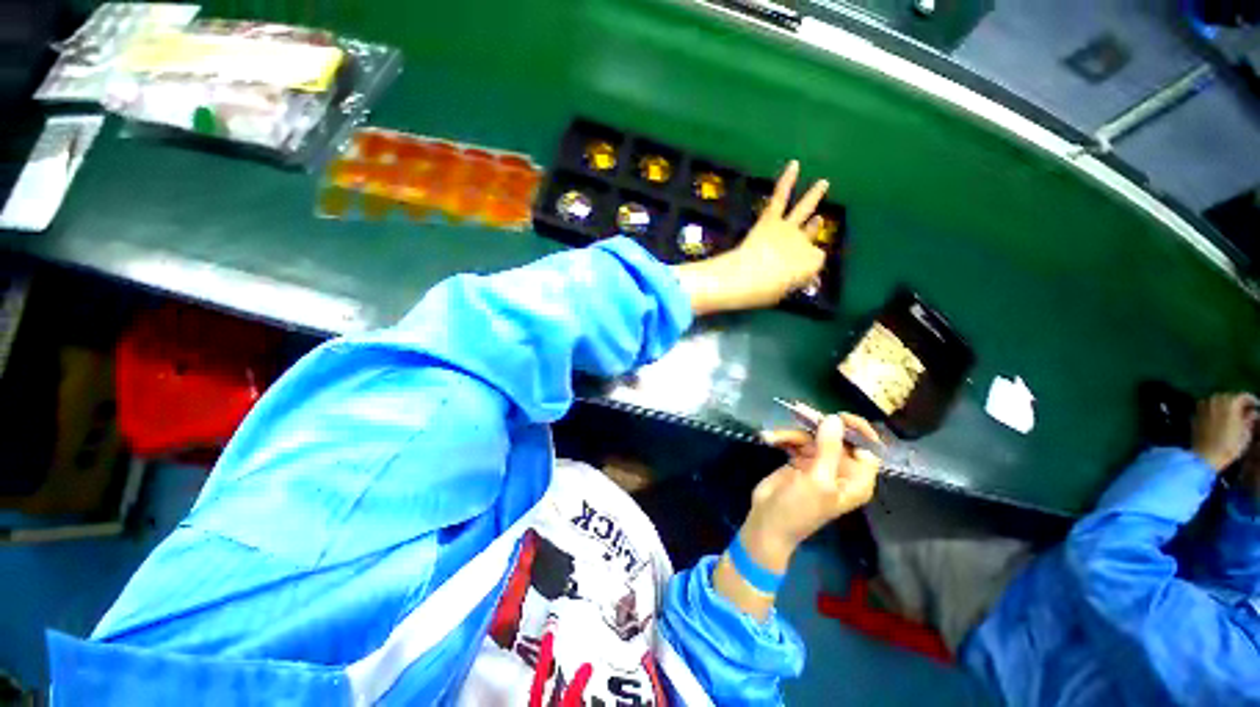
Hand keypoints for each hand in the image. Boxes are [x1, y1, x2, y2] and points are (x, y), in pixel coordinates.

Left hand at [673, 160, 828, 315]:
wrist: (745, 277)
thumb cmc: (761, 291)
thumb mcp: (779, 293)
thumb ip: (787, 282)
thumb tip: (787, 278)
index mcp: (811, 264)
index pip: (815, 263)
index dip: (804, 268)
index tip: (794, 275)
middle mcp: (804, 243)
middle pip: (812, 237)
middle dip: (814, 232)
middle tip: (817, 224)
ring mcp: (788, 229)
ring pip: (804, 209)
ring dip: (814, 196)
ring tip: (823, 183)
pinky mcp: (770, 220)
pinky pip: (780, 197)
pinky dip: (786, 181)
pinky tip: (794, 165)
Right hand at [744, 414, 881, 565]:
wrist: (767, 522)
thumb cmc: (799, 508)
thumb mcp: (817, 480)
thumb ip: (828, 448)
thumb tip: (834, 418)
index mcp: (856, 480)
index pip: (868, 449)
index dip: (858, 431)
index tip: (839, 416)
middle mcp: (841, 469)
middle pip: (837, 438)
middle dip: (817, 426)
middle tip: (800, 412)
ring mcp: (819, 463)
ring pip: (812, 436)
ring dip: (792, 433)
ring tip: (773, 437)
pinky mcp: (799, 460)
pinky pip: (796, 440)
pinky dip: (783, 438)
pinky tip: (769, 439)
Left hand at [1192, 392, 1258, 471]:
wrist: (1206, 455)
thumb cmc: (1229, 446)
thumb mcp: (1245, 434)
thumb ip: (1249, 420)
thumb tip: (1253, 413)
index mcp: (1231, 403)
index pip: (1243, 396)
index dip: (1251, 400)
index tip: (1256, 405)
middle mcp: (1216, 401)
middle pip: (1229, 397)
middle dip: (1237, 402)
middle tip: (1244, 410)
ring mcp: (1203, 406)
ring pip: (1217, 400)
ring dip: (1225, 404)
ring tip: (1232, 413)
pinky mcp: (1195, 413)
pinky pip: (1207, 406)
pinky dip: (1214, 409)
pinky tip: (1219, 416)